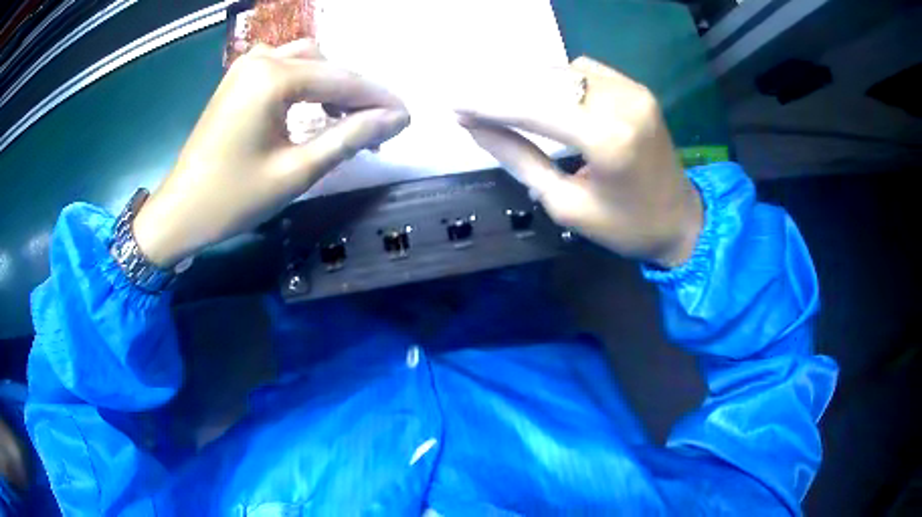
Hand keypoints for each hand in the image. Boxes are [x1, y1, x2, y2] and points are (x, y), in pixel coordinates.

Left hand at [133, 40, 409, 267]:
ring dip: (334, 85)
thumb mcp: (296, 171)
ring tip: (351, 119)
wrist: (180, 211)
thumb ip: (349, 137)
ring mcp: (247, 65)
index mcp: (272, 77)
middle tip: (381, 126)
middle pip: (328, 65)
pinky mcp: (239, 78)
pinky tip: (317, 108)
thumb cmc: (233, 198)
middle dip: (357, 93)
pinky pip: (286, 68)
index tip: (408, 118)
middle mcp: (261, 58)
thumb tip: (396, 119)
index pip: (342, 80)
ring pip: (309, 61)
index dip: (379, 99)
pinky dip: (309, 84)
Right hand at [460, 57, 702, 267]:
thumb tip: (474, 127)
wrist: (681, 221)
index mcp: (608, 139)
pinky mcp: (637, 88)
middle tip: (468, 102)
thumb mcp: (565, 204)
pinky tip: (544, 97)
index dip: (489, 103)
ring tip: (498, 100)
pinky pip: (584, 70)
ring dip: (526, 83)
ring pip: (562, 71)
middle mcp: (622, 102)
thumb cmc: (625, 227)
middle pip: (545, 81)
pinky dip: (556, 80)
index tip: (454, 105)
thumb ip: (519, 158)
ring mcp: (632, 90)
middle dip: (501, 90)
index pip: (534, 107)